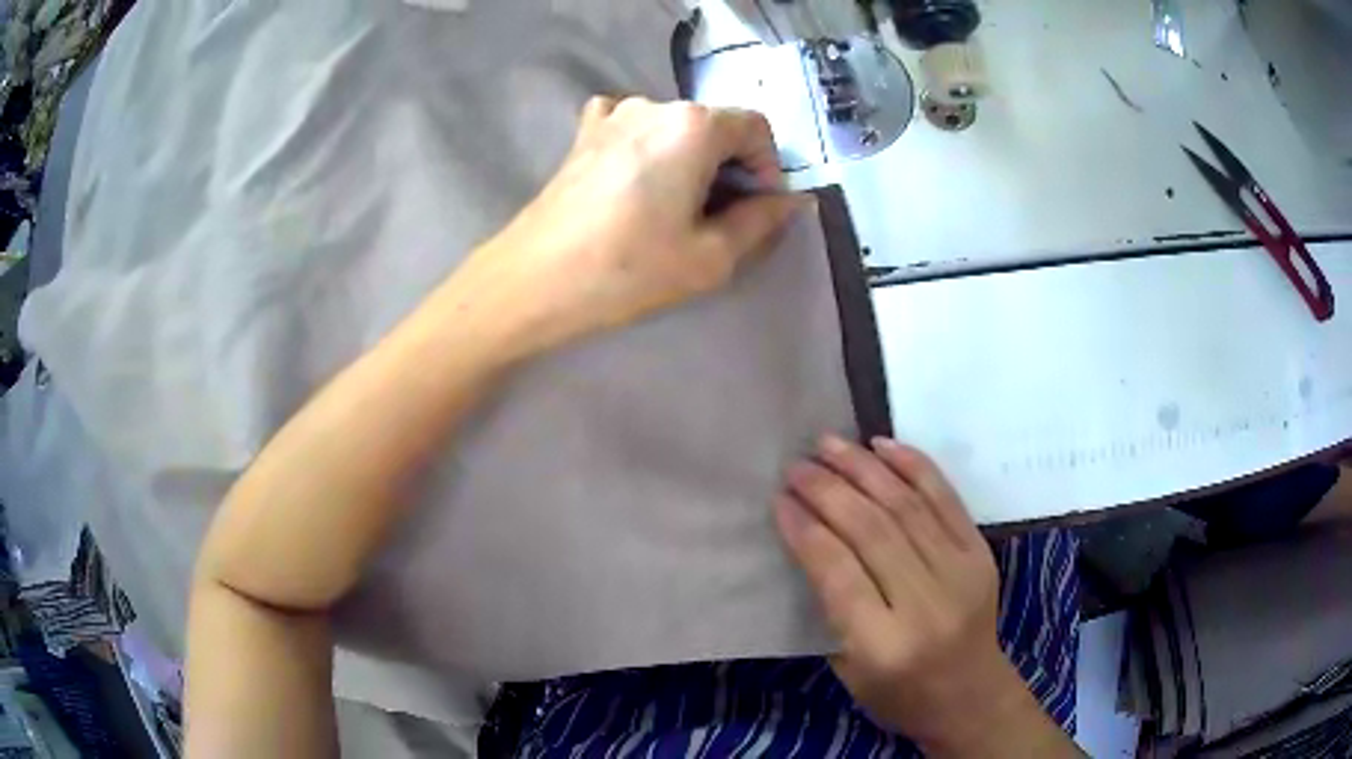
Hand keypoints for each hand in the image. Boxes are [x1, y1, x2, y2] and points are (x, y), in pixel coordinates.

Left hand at [449, 97, 807, 359]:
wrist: (533, 280)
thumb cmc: (627, 269)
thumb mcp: (711, 257)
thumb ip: (761, 221)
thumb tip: (791, 201)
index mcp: (694, 124)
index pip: (756, 128)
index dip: (768, 167)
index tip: (759, 210)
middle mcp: (656, 104)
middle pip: (715, 125)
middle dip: (731, 166)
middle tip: (722, 218)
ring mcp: (613, 114)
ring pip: (676, 127)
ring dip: (691, 159)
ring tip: (677, 208)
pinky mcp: (584, 133)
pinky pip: (634, 127)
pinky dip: (649, 147)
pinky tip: (639, 180)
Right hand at [775, 436, 1062, 755]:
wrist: (971, 696)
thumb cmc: (899, 694)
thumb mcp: (848, 670)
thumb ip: (831, 608)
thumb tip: (809, 538)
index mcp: (886, 645)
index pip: (839, 572)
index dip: (806, 530)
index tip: (780, 499)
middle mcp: (927, 603)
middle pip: (873, 531)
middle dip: (829, 490)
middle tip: (797, 466)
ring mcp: (961, 572)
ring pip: (907, 506)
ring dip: (864, 468)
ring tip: (829, 444)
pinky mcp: (980, 553)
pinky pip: (946, 498)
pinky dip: (914, 466)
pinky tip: (882, 446)